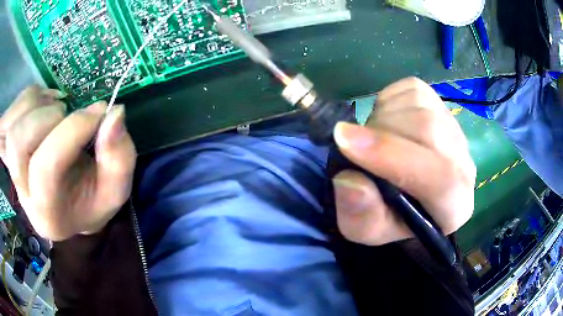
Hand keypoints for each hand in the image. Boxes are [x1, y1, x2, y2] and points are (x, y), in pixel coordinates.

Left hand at [0, 86, 135, 240]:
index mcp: (48, 214)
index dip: (72, 131)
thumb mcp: (116, 188)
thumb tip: (114, 112)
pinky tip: (45, 107)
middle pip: (18, 145)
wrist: (69, 204)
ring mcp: (12, 173)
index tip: (100, 113)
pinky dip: (30, 98)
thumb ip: (119, 156)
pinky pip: (12, 113)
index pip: (45, 168)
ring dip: (38, 106)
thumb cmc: (92, 200)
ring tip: (58, 113)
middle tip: (69, 117)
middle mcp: (23, 195)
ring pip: (12, 127)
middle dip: (48, 119)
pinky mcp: (9, 152)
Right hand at [333, 77, 475, 245]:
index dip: (391, 155)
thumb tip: (350, 180)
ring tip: (374, 140)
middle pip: (428, 129)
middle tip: (356, 148)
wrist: (409, 194)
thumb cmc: (391, 216)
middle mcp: (464, 165)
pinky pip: (412, 89)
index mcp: (454, 206)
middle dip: (379, 133)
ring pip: (419, 104)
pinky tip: (387, 123)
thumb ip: (360, 216)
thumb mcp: (366, 229)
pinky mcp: (442, 105)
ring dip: (382, 118)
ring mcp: (455, 129)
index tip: (345, 142)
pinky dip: (388, 102)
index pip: (440, 176)